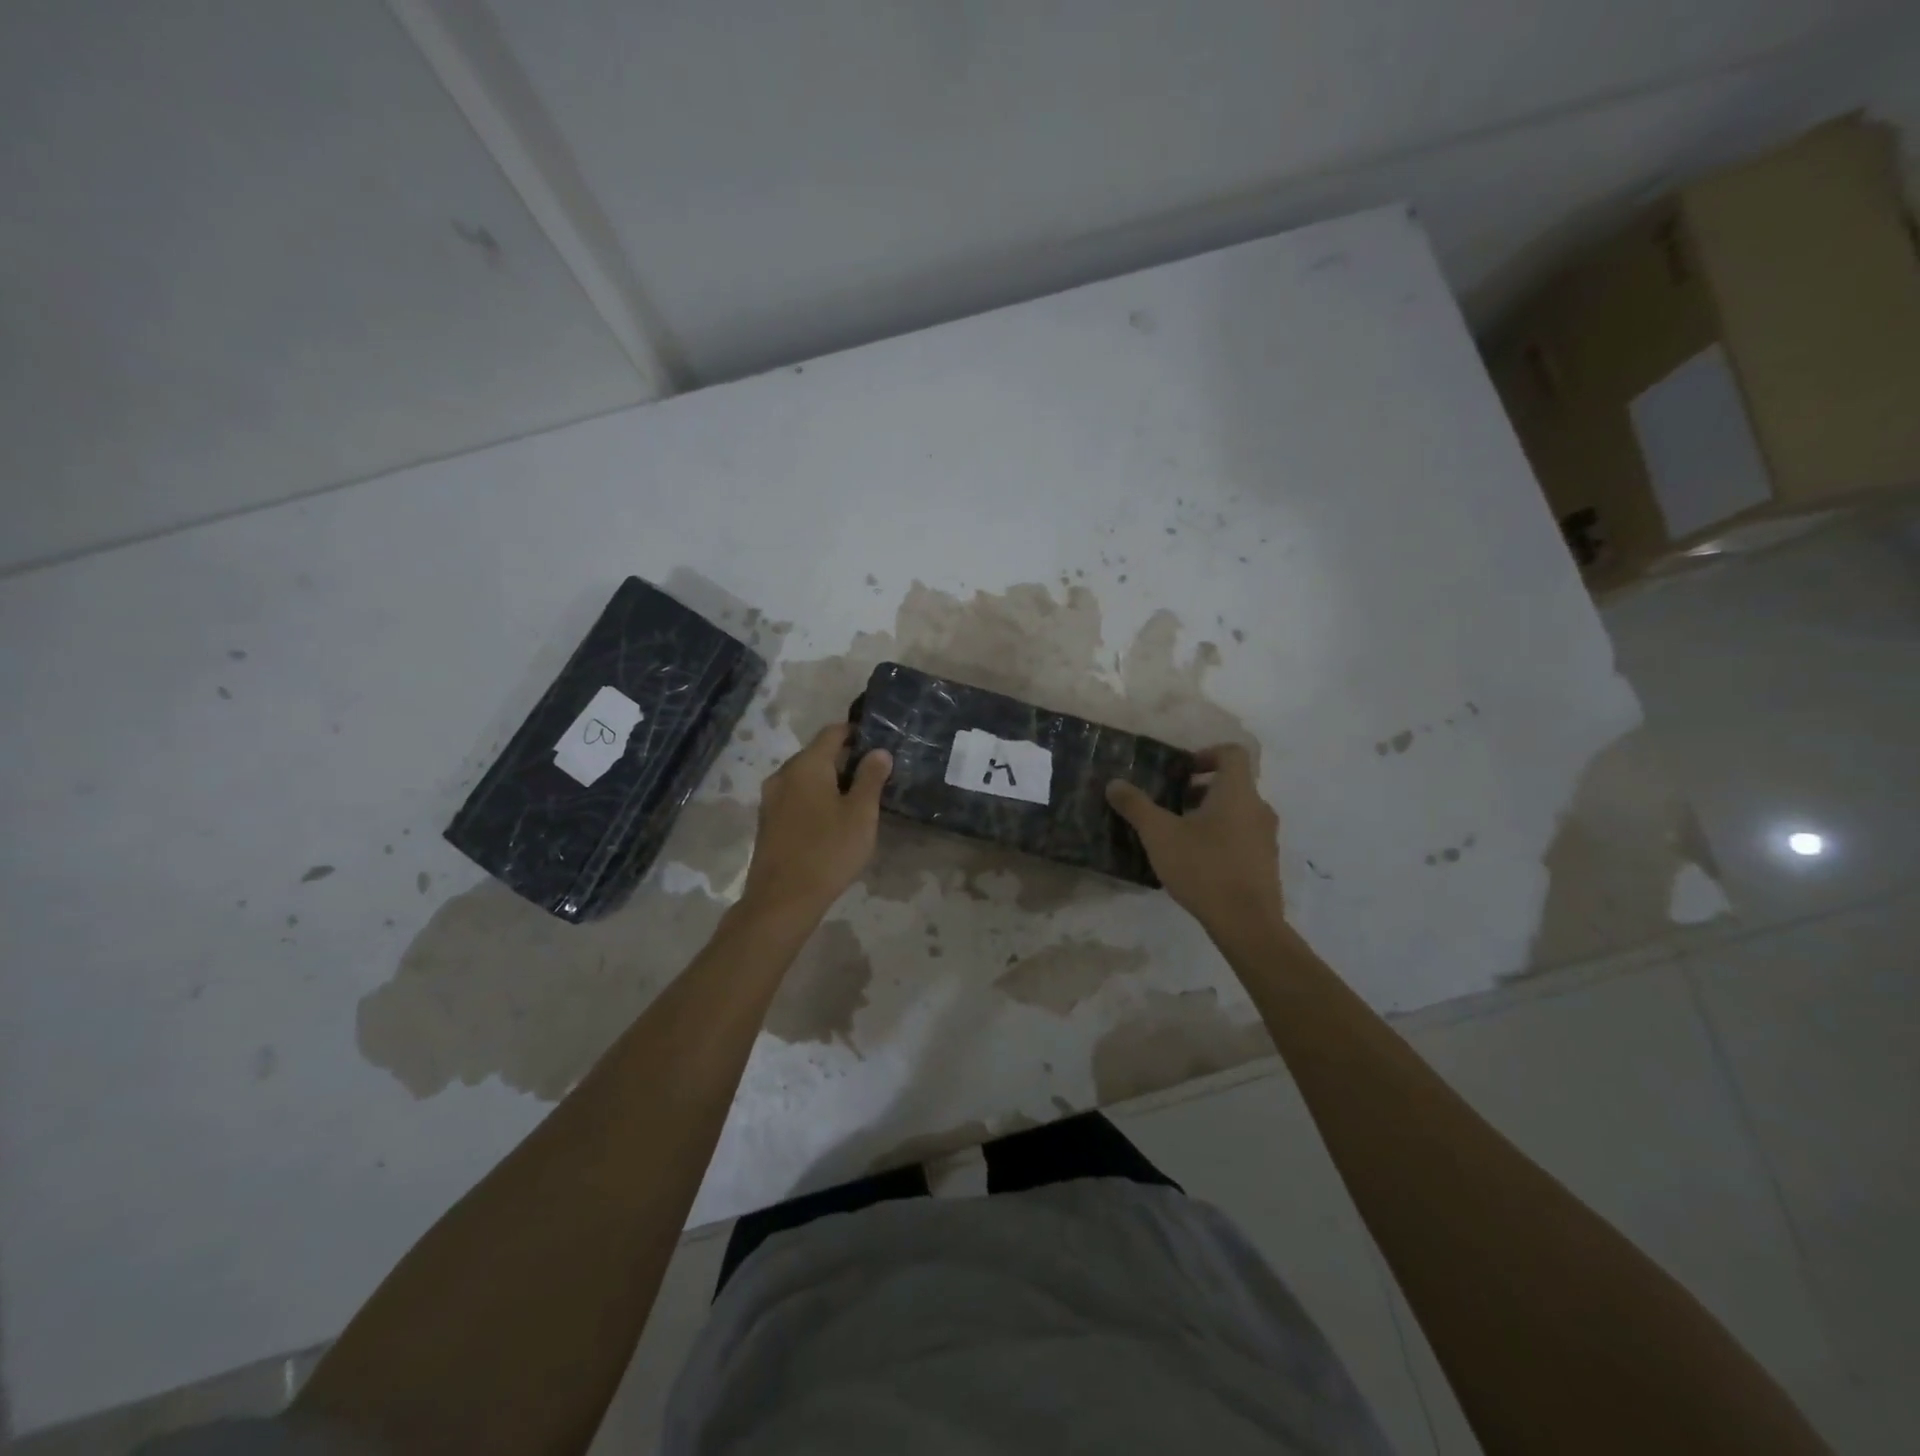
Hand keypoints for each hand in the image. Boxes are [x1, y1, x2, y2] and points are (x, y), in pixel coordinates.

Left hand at [741, 724, 891, 917]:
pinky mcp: (768, 822)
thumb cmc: (828, 851)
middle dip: (844, 760)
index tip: (878, 744)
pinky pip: (795, 797)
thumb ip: (871, 778)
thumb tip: (879, 751)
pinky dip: (814, 799)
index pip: (833, 732)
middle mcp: (783, 774)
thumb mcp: (861, 814)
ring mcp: (771, 799)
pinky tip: (831, 820)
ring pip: (805, 777)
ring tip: (856, 800)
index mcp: (806, 765)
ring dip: (829, 782)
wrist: (782, 899)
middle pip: (817, 754)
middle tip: (873, 776)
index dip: (856, 733)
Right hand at [1107, 744, 1283, 932]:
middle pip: (1233, 783)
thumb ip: (1136, 806)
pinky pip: (1243, 836)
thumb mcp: (1159, 834)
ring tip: (1179, 834)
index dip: (1206, 754)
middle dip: (1200, 789)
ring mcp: (1266, 837)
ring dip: (1210, 814)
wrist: (1247, 923)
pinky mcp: (1266, 863)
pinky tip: (1196, 861)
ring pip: (1238, 811)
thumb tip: (1114, 783)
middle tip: (1171, 804)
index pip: (1232, 753)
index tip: (1182, 771)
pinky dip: (1221, 837)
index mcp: (1237, 792)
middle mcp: (1258, 808)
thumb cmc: (1203, 868)